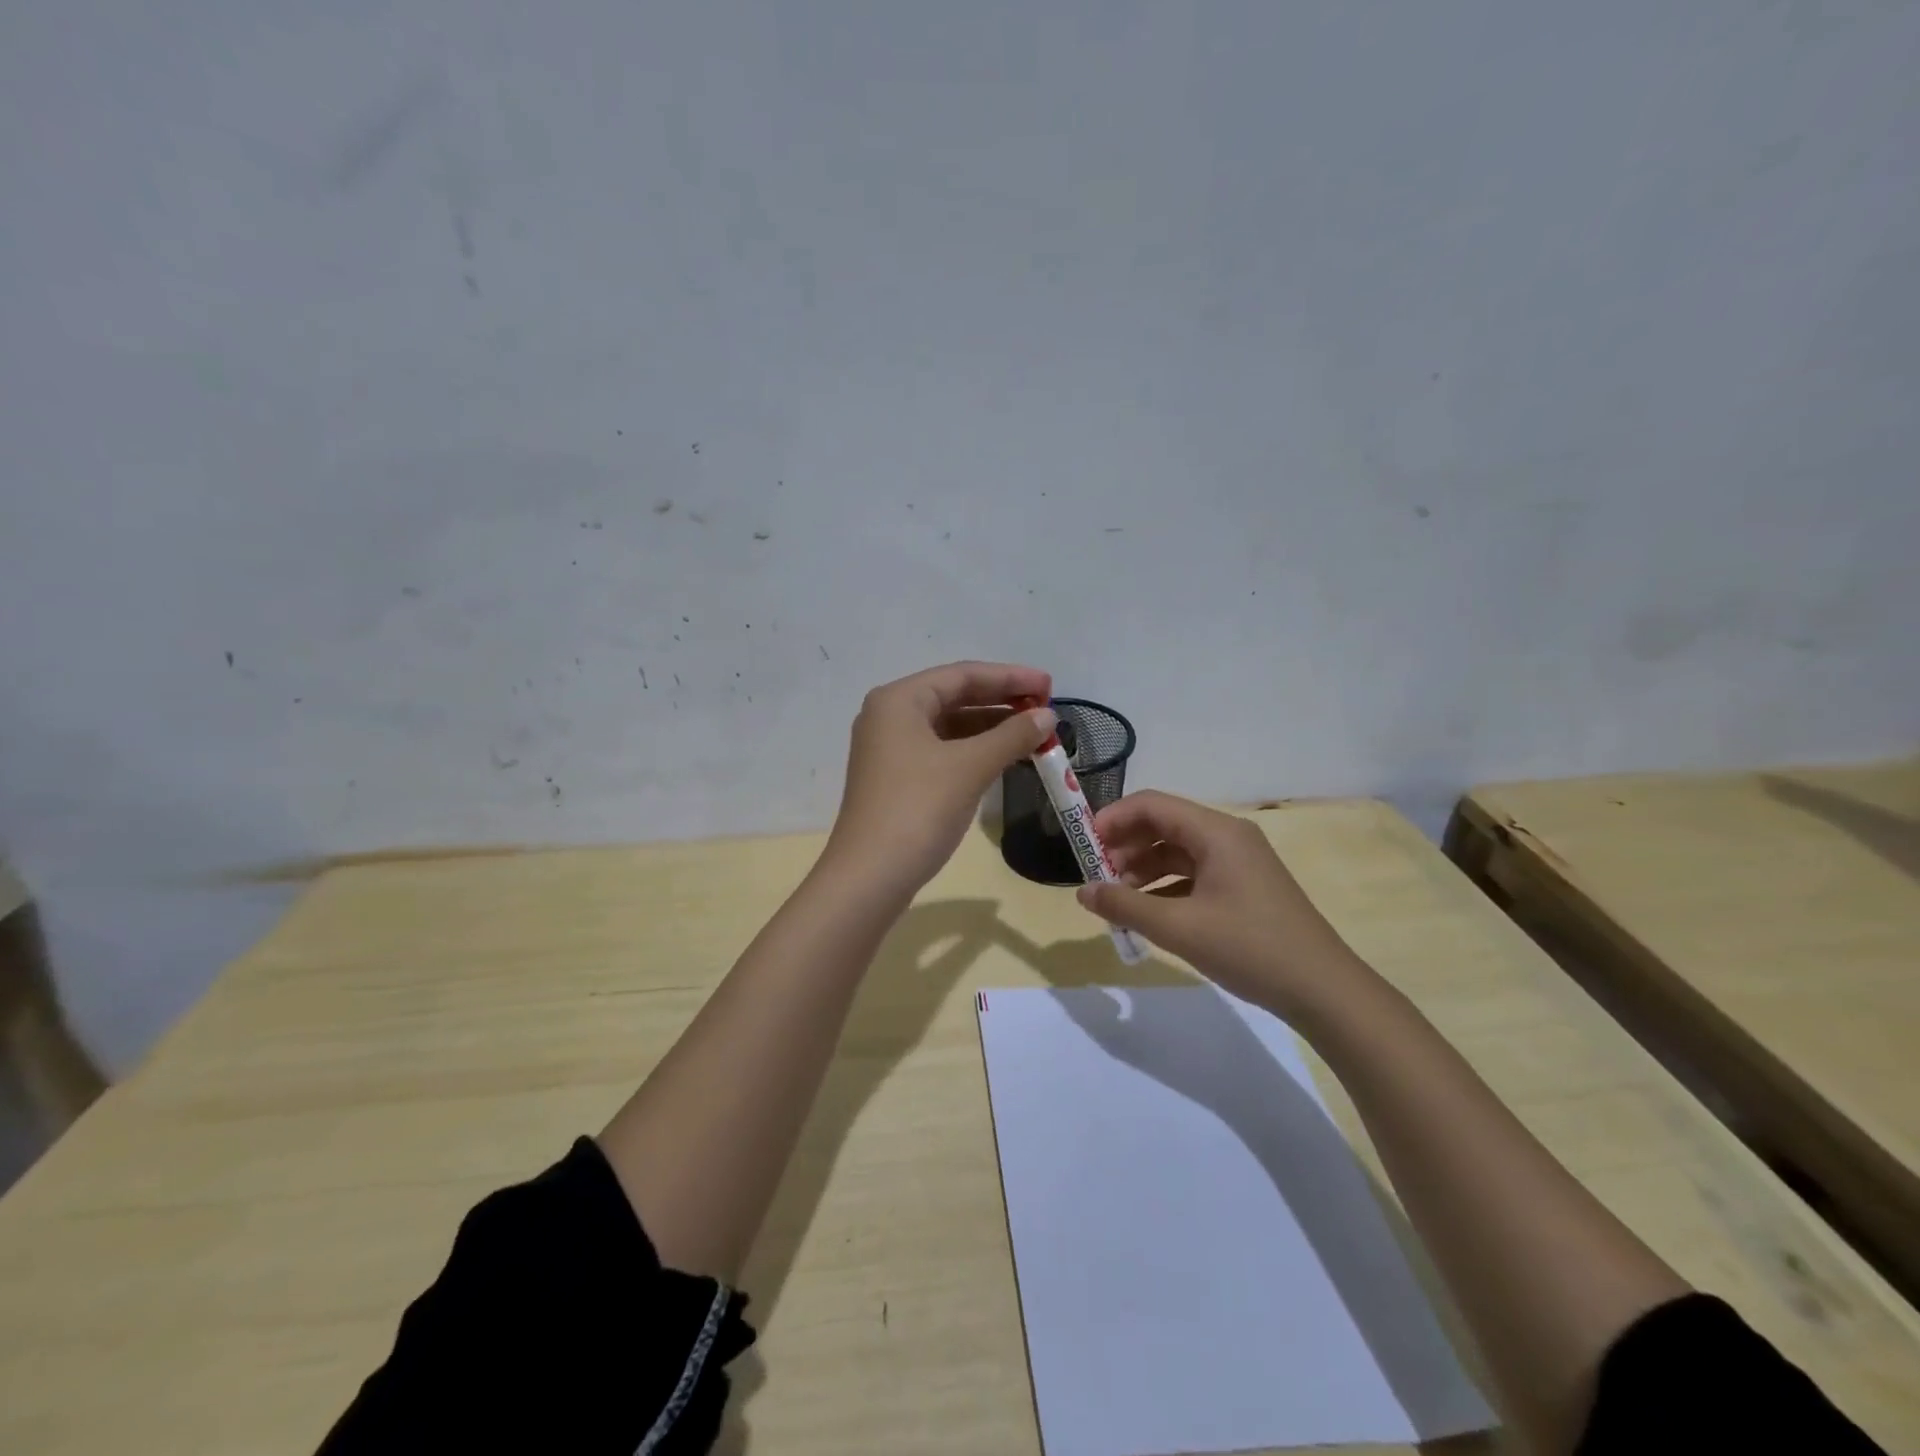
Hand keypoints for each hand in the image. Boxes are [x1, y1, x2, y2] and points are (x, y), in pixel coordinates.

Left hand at [823, 661, 1055, 898]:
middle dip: (1001, 701)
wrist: (870, 876)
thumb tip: (1047, 716)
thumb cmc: (918, 809)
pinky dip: (974, 751)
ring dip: (991, 728)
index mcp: (899, 700)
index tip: (1049, 684)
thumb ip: (1012, 736)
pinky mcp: (897, 778)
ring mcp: (890, 749)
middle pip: (954, 696)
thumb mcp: (970, 767)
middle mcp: (889, 716)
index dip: (1009, 677)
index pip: (961, 674)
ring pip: (949, 726)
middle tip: (1045, 708)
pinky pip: (942, 751)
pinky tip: (1004, 758)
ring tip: (1033, 733)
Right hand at [1075, 790, 1367, 1021]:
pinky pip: (1194, 872)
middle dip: (1125, 846)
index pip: (1152, 804)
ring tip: (1118, 898)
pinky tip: (1149, 912)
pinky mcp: (1244, 885)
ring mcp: (1239, 861)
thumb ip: (1125, 906)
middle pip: (1163, 824)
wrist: (1323, 990)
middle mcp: (1227, 836)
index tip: (1083, 846)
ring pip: (1177, 850)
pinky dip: (1166, 885)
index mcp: (1216, 832)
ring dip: (1143, 868)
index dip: (1112, 819)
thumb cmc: (1250, 948)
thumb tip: (1083, 892)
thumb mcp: (1179, 928)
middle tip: (1097, 876)